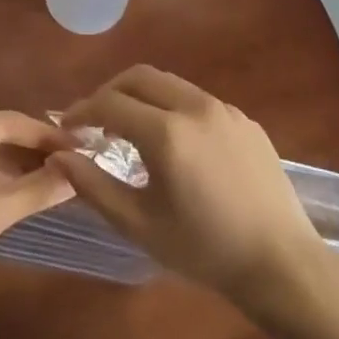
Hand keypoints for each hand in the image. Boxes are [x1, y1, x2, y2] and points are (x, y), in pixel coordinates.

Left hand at [0, 111, 74, 324]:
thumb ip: (35, 190)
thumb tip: (79, 171)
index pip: (10, 122)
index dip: (50, 136)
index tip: (88, 148)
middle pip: (2, 136)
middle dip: (39, 151)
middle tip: (84, 163)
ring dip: (25, 168)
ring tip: (69, 177)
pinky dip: (7, 183)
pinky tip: (37, 192)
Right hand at [51, 65, 327, 309]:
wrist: (280, 262)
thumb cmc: (204, 249)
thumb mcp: (139, 224)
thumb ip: (93, 185)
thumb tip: (57, 155)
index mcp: (166, 132)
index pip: (109, 102)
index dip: (81, 110)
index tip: (67, 128)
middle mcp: (195, 107)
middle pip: (139, 76)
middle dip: (109, 91)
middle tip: (94, 121)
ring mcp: (224, 109)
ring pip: (170, 84)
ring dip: (141, 96)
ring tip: (130, 131)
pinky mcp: (245, 119)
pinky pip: (197, 100)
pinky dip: (172, 107)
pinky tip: (174, 144)